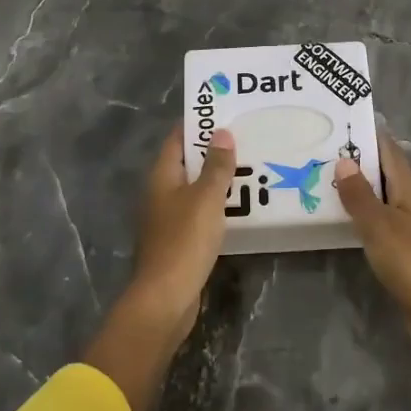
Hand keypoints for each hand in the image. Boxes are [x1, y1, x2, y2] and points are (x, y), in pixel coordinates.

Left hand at [128, 125, 236, 344]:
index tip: (224, 112)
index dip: (197, 124)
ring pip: (194, 190)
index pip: (177, 139)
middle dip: (212, 152)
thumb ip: (216, 166)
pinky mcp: (178, 242)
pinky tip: (240, 207)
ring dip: (217, 180)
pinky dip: (216, 206)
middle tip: (246, 139)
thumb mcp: (206, 198)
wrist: (166, 298)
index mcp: (161, 177)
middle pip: (186, 164)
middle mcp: (160, 194)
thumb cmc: (184, 240)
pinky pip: (199, 213)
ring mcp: (167, 219)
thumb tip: (221, 132)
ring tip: (250, 168)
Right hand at [333, 132, 410, 310]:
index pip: (389, 151)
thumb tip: (343, 161)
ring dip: (360, 189)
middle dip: (359, 161)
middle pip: (386, 172)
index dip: (369, 135)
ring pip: (383, 198)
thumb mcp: (379, 224)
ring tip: (326, 181)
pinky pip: (381, 221)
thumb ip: (359, 194)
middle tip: (323, 151)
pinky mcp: (407, 250)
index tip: (342, 123)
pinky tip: (344, 219)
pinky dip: (363, 214)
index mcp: (410, 188)